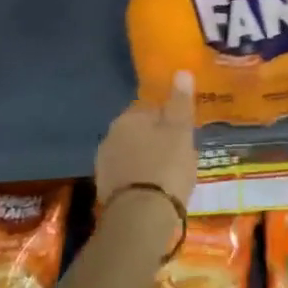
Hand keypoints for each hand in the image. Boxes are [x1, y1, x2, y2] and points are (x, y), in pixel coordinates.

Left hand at [96, 70, 198, 208]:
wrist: (141, 216)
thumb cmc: (166, 167)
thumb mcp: (180, 132)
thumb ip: (180, 102)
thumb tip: (180, 71)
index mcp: (128, 118)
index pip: (150, 109)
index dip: (169, 119)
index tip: (183, 134)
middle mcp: (110, 136)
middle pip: (138, 132)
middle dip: (155, 140)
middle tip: (178, 155)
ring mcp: (104, 164)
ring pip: (131, 154)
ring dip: (145, 160)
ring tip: (168, 175)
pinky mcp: (104, 189)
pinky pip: (127, 176)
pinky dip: (139, 179)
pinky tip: (153, 191)